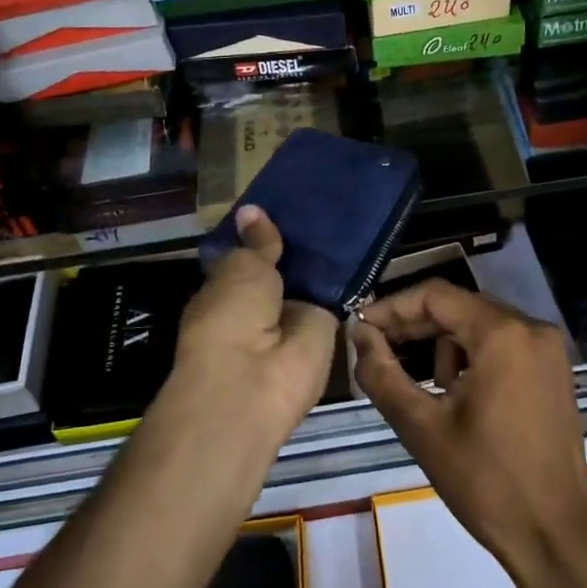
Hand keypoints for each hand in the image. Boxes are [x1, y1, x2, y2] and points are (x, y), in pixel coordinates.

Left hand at [168, 206, 338, 445]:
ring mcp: (290, 323)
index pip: (245, 260)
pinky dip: (346, 281)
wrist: (256, 380)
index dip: (260, 238)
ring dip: (323, 263)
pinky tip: (361, 246)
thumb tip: (251, 209)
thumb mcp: (241, 267)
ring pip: (308, 285)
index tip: (280, 208)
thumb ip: (256, 242)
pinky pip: (335, 300)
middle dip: (295, 248)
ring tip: (344, 218)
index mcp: (224, 294)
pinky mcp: (323, 335)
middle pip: (281, 272)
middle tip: (320, 207)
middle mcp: (257, 309)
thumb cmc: (231, 317)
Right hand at [349, 280, 586, 587]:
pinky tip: (456, 394)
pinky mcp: (554, 370)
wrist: (554, 537)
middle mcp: (531, 328)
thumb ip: (381, 372)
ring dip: (444, 345)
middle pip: (459, 307)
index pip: (436, 296)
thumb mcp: (421, 426)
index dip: (392, 307)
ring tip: (425, 388)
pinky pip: (503, 343)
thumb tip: (358, 333)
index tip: (361, 327)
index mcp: (502, 334)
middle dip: (415, 325)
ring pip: (479, 324)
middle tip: (377, 349)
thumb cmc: (485, 482)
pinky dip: (473, 356)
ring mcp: (548, 349)